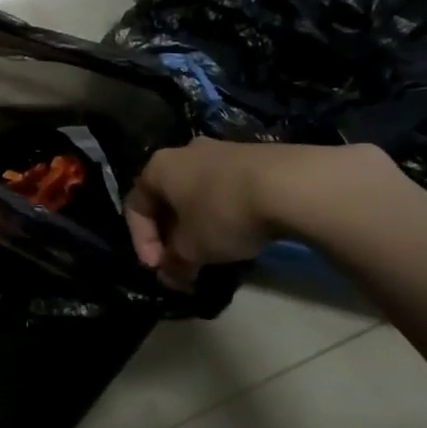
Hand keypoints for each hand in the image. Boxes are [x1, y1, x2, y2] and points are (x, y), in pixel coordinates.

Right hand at [124, 139, 396, 285]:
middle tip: (183, 263)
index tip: (158, 268)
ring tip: (214, 252)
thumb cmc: (224, 212)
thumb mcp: (192, 248)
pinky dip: (224, 213)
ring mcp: (221, 150)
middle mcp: (185, 152)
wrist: (291, 184)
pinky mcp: (254, 156)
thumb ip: (174, 263)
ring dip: (198, 225)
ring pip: (198, 193)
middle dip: (171, 235)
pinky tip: (241, 233)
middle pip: (167, 198)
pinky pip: (226, 189)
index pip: (135, 206)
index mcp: (159, 167)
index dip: (141, 242)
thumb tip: (170, 276)